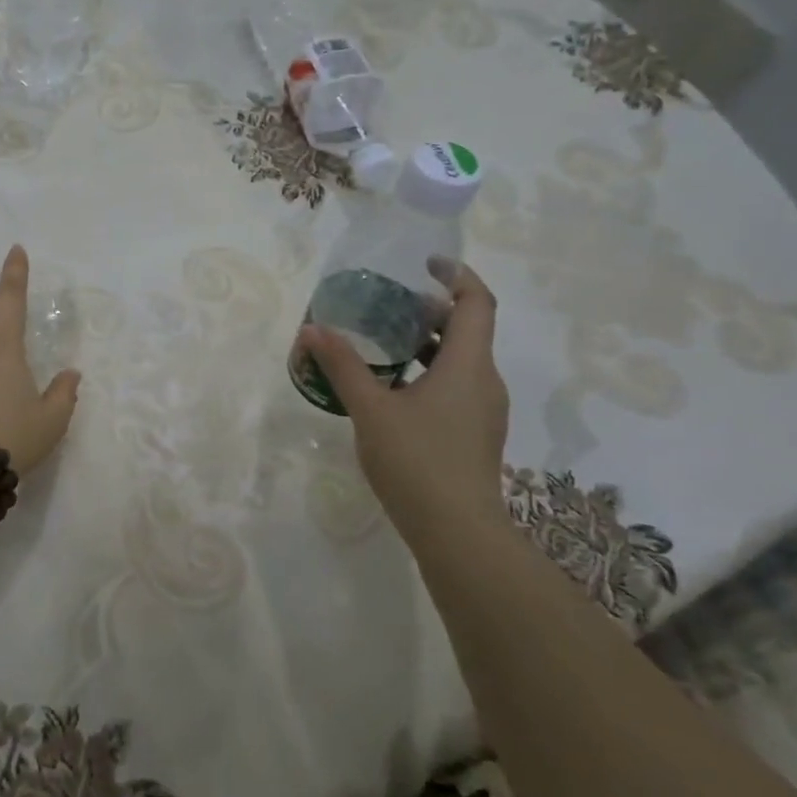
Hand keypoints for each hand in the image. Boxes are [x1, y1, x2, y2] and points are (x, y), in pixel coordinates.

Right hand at [297, 257, 508, 544]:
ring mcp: (483, 410)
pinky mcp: (474, 433)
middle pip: (468, 329)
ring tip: (383, 343)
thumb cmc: (416, 460)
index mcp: (469, 365)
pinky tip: (392, 390)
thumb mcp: (370, 409)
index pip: (476, 302)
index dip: (456, 275)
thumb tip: (312, 329)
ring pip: (461, 360)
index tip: (424, 264)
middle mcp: (485, 380)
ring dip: (427, 344)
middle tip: (388, 305)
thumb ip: (342, 366)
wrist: (457, 531)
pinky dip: (428, 373)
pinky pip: (456, 386)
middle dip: (431, 311)